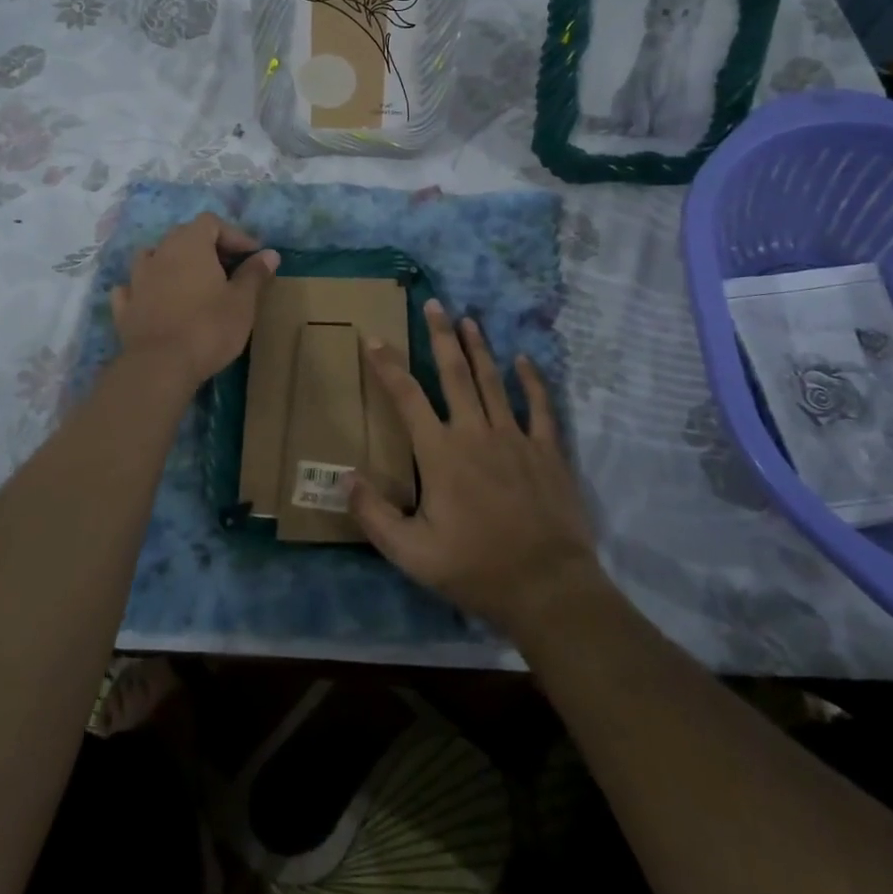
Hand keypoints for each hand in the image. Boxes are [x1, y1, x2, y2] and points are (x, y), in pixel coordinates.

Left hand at [110, 214, 278, 389]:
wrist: (161, 366)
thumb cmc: (209, 327)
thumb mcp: (242, 301)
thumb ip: (254, 273)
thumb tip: (270, 253)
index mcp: (190, 245)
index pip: (211, 222)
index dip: (234, 235)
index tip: (253, 256)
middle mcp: (160, 253)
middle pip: (183, 235)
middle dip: (207, 247)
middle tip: (229, 269)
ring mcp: (137, 279)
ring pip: (154, 256)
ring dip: (173, 263)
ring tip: (192, 282)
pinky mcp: (124, 307)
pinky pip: (134, 287)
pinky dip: (147, 288)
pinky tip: (155, 299)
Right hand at [352, 301, 603, 642]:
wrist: (547, 588)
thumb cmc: (475, 569)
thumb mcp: (411, 554)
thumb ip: (374, 516)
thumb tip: (344, 478)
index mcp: (440, 453)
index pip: (407, 397)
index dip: (387, 365)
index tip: (374, 338)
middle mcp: (475, 433)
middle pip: (454, 373)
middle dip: (440, 336)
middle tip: (433, 305)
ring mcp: (515, 437)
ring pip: (492, 381)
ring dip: (478, 348)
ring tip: (468, 319)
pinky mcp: (547, 450)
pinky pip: (539, 405)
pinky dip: (531, 380)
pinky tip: (524, 360)